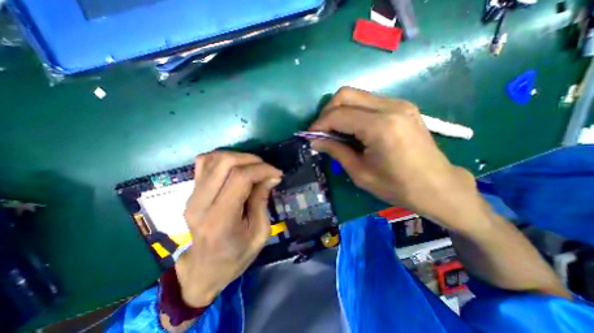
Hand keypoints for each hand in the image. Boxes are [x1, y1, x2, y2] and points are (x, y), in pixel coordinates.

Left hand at [175, 151, 280, 306]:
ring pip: (214, 158)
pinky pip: (204, 162)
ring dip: (239, 157)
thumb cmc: (237, 255)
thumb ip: (262, 200)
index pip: (240, 178)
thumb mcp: (260, 233)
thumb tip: (272, 176)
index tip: (277, 174)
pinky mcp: (191, 192)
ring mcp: (192, 196)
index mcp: (220, 219)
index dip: (262, 170)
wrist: (205, 268)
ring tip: (254, 167)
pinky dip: (223, 158)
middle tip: (266, 169)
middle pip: (225, 163)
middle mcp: (201, 203)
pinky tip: (236, 166)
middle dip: (252, 160)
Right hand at [308, 86, 484, 231]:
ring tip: (335, 131)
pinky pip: (368, 101)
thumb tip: (315, 141)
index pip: (338, 115)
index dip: (319, 124)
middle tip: (322, 131)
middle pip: (346, 94)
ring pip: (356, 95)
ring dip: (340, 110)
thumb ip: (336, 151)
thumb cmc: (397, 186)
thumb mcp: (360, 173)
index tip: (310, 136)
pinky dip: (354, 112)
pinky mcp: (402, 106)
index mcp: (380, 126)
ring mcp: (399, 103)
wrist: (437, 186)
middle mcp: (390, 107)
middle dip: (327, 111)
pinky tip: (353, 129)